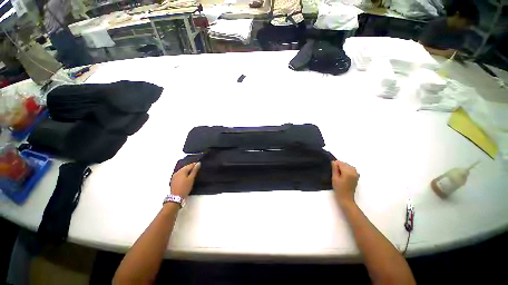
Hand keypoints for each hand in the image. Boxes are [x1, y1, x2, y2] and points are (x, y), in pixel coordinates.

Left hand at [170, 162, 199, 197]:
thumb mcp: (191, 179)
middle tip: (197, 168)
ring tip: (193, 172)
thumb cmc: (185, 187)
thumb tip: (198, 164)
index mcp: (182, 171)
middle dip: (191, 167)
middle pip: (185, 167)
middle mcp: (177, 172)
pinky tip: (187, 176)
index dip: (195, 164)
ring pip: (182, 170)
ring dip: (188, 170)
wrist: (176, 197)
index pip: (190, 165)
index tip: (200, 164)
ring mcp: (174, 176)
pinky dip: (184, 173)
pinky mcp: (173, 180)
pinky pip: (180, 174)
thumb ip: (194, 171)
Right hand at [331, 160, 358, 205]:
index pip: (340, 163)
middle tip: (335, 172)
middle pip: (345, 164)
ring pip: (348, 166)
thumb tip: (334, 162)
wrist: (346, 198)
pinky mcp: (357, 176)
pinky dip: (347, 169)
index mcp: (348, 172)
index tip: (332, 169)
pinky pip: (351, 169)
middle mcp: (353, 171)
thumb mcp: (334, 178)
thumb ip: (334, 169)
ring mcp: (356, 174)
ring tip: (339, 173)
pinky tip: (344, 174)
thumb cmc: (339, 189)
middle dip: (339, 166)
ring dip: (343, 167)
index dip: (335, 165)